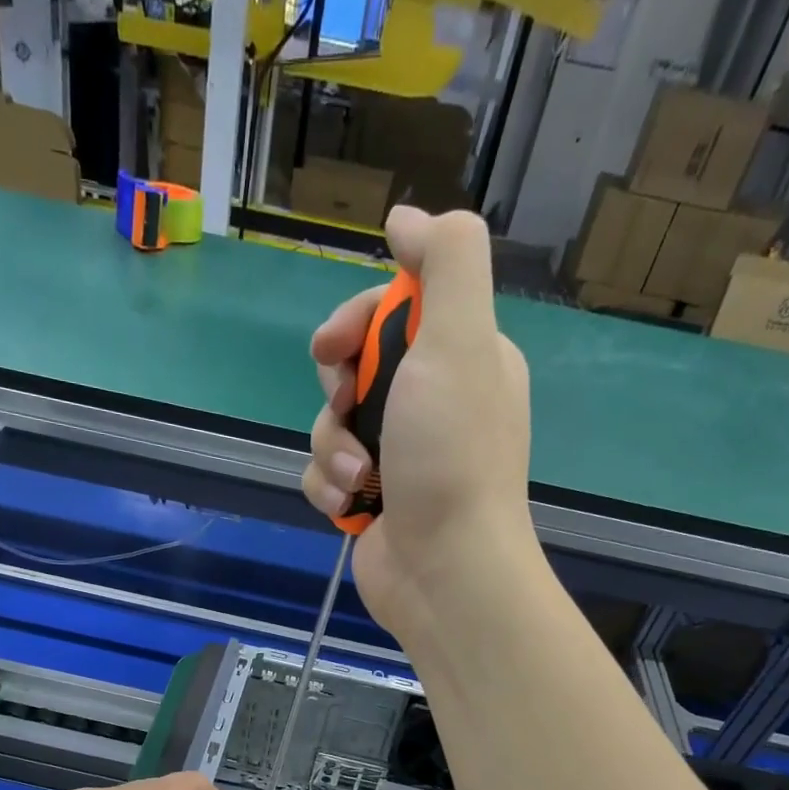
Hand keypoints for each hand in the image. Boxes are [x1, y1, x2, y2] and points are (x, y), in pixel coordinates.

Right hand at [303, 207, 533, 637]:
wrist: (445, 570)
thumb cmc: (452, 456)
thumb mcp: (461, 340)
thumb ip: (446, 260)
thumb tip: (407, 218)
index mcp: (461, 359)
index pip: (393, 310)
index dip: (355, 320)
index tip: (334, 345)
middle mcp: (431, 403)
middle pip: (353, 366)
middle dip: (338, 389)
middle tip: (346, 409)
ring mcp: (400, 456)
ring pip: (331, 424)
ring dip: (333, 448)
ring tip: (362, 478)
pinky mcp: (372, 500)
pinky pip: (327, 473)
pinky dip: (331, 487)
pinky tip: (352, 507)